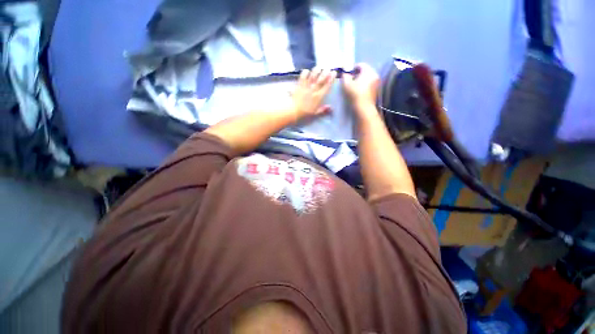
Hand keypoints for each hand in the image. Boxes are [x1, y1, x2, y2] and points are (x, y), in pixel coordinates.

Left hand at [291, 68, 336, 119]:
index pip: (327, 86)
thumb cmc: (305, 113)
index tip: (334, 73)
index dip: (331, 79)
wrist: (294, 111)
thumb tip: (331, 108)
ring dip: (316, 71)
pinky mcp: (299, 85)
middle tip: (328, 68)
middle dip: (325, 73)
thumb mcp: (315, 113)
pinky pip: (303, 77)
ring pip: (313, 76)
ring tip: (319, 68)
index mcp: (319, 97)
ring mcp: (306, 87)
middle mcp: (314, 90)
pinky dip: (305, 73)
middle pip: (321, 79)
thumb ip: (323, 110)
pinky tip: (307, 71)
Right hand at [342, 63, 379, 108]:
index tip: (347, 75)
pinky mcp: (377, 90)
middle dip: (357, 74)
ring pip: (367, 78)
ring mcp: (377, 83)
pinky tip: (359, 92)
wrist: (363, 108)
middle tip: (350, 81)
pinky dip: (364, 85)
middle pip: (365, 71)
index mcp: (368, 71)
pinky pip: (370, 84)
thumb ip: (345, 76)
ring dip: (361, 80)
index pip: (360, 65)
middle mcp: (375, 74)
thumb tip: (345, 73)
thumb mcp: (346, 84)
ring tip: (354, 87)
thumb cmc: (354, 94)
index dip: (352, 68)